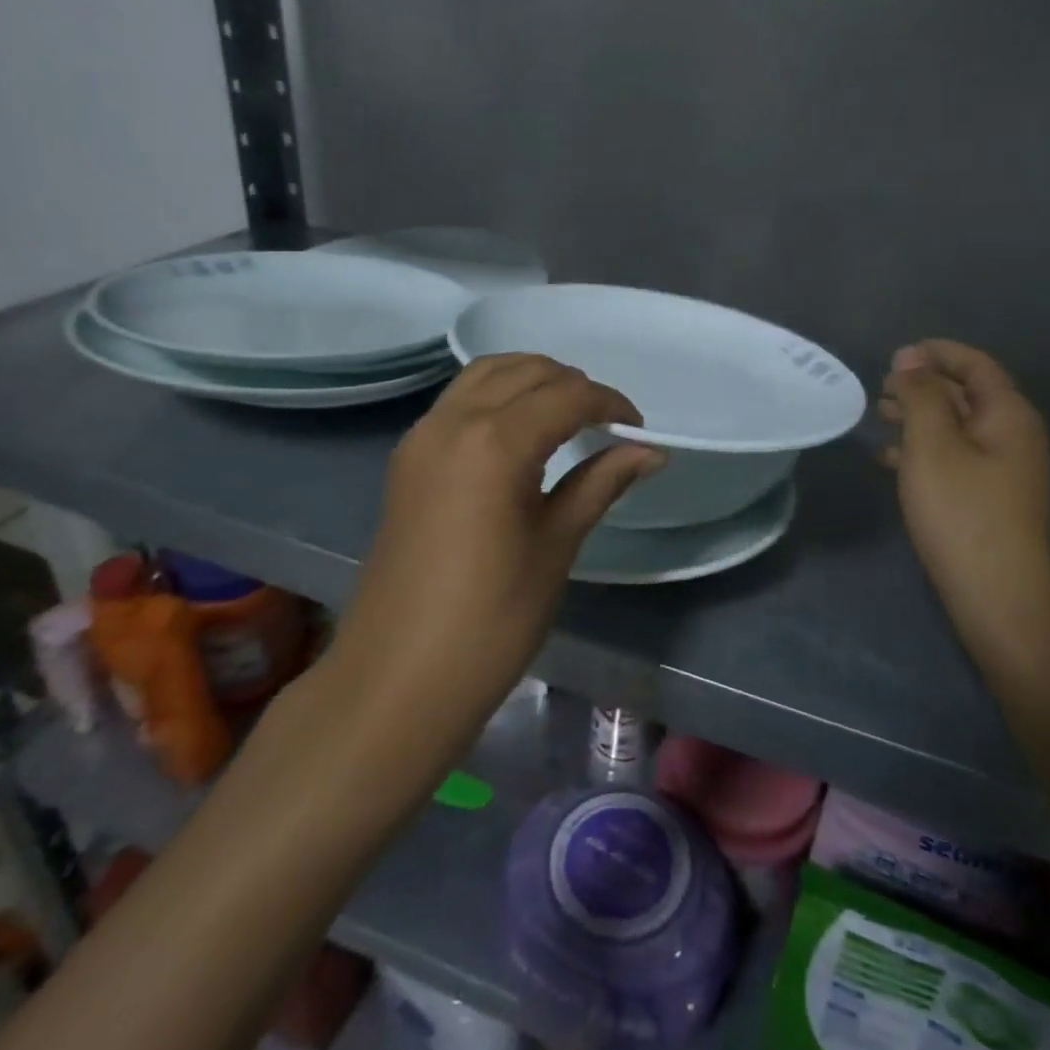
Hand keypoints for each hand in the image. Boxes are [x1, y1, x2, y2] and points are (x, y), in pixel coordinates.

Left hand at [332, 355, 663, 710]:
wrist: (398, 679)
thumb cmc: (492, 618)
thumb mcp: (556, 545)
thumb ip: (601, 483)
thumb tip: (651, 451)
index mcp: (495, 442)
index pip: (566, 396)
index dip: (610, 404)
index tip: (637, 429)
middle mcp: (452, 422)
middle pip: (523, 371)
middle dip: (572, 385)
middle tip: (605, 424)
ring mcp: (422, 437)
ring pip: (485, 375)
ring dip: (531, 382)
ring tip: (566, 418)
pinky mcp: (407, 459)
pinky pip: (458, 401)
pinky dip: (497, 397)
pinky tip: (520, 434)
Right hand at [880, 341, 1049, 658]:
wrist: (998, 598)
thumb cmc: (962, 514)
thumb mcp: (933, 446)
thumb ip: (921, 397)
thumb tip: (911, 358)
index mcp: (1008, 415)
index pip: (975, 364)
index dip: (936, 353)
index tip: (894, 357)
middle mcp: (1013, 436)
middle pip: (967, 393)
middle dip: (923, 385)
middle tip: (880, 389)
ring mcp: (1004, 470)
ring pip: (957, 427)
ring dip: (919, 417)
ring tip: (879, 417)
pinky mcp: (990, 499)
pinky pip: (955, 458)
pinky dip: (924, 451)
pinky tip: (889, 460)